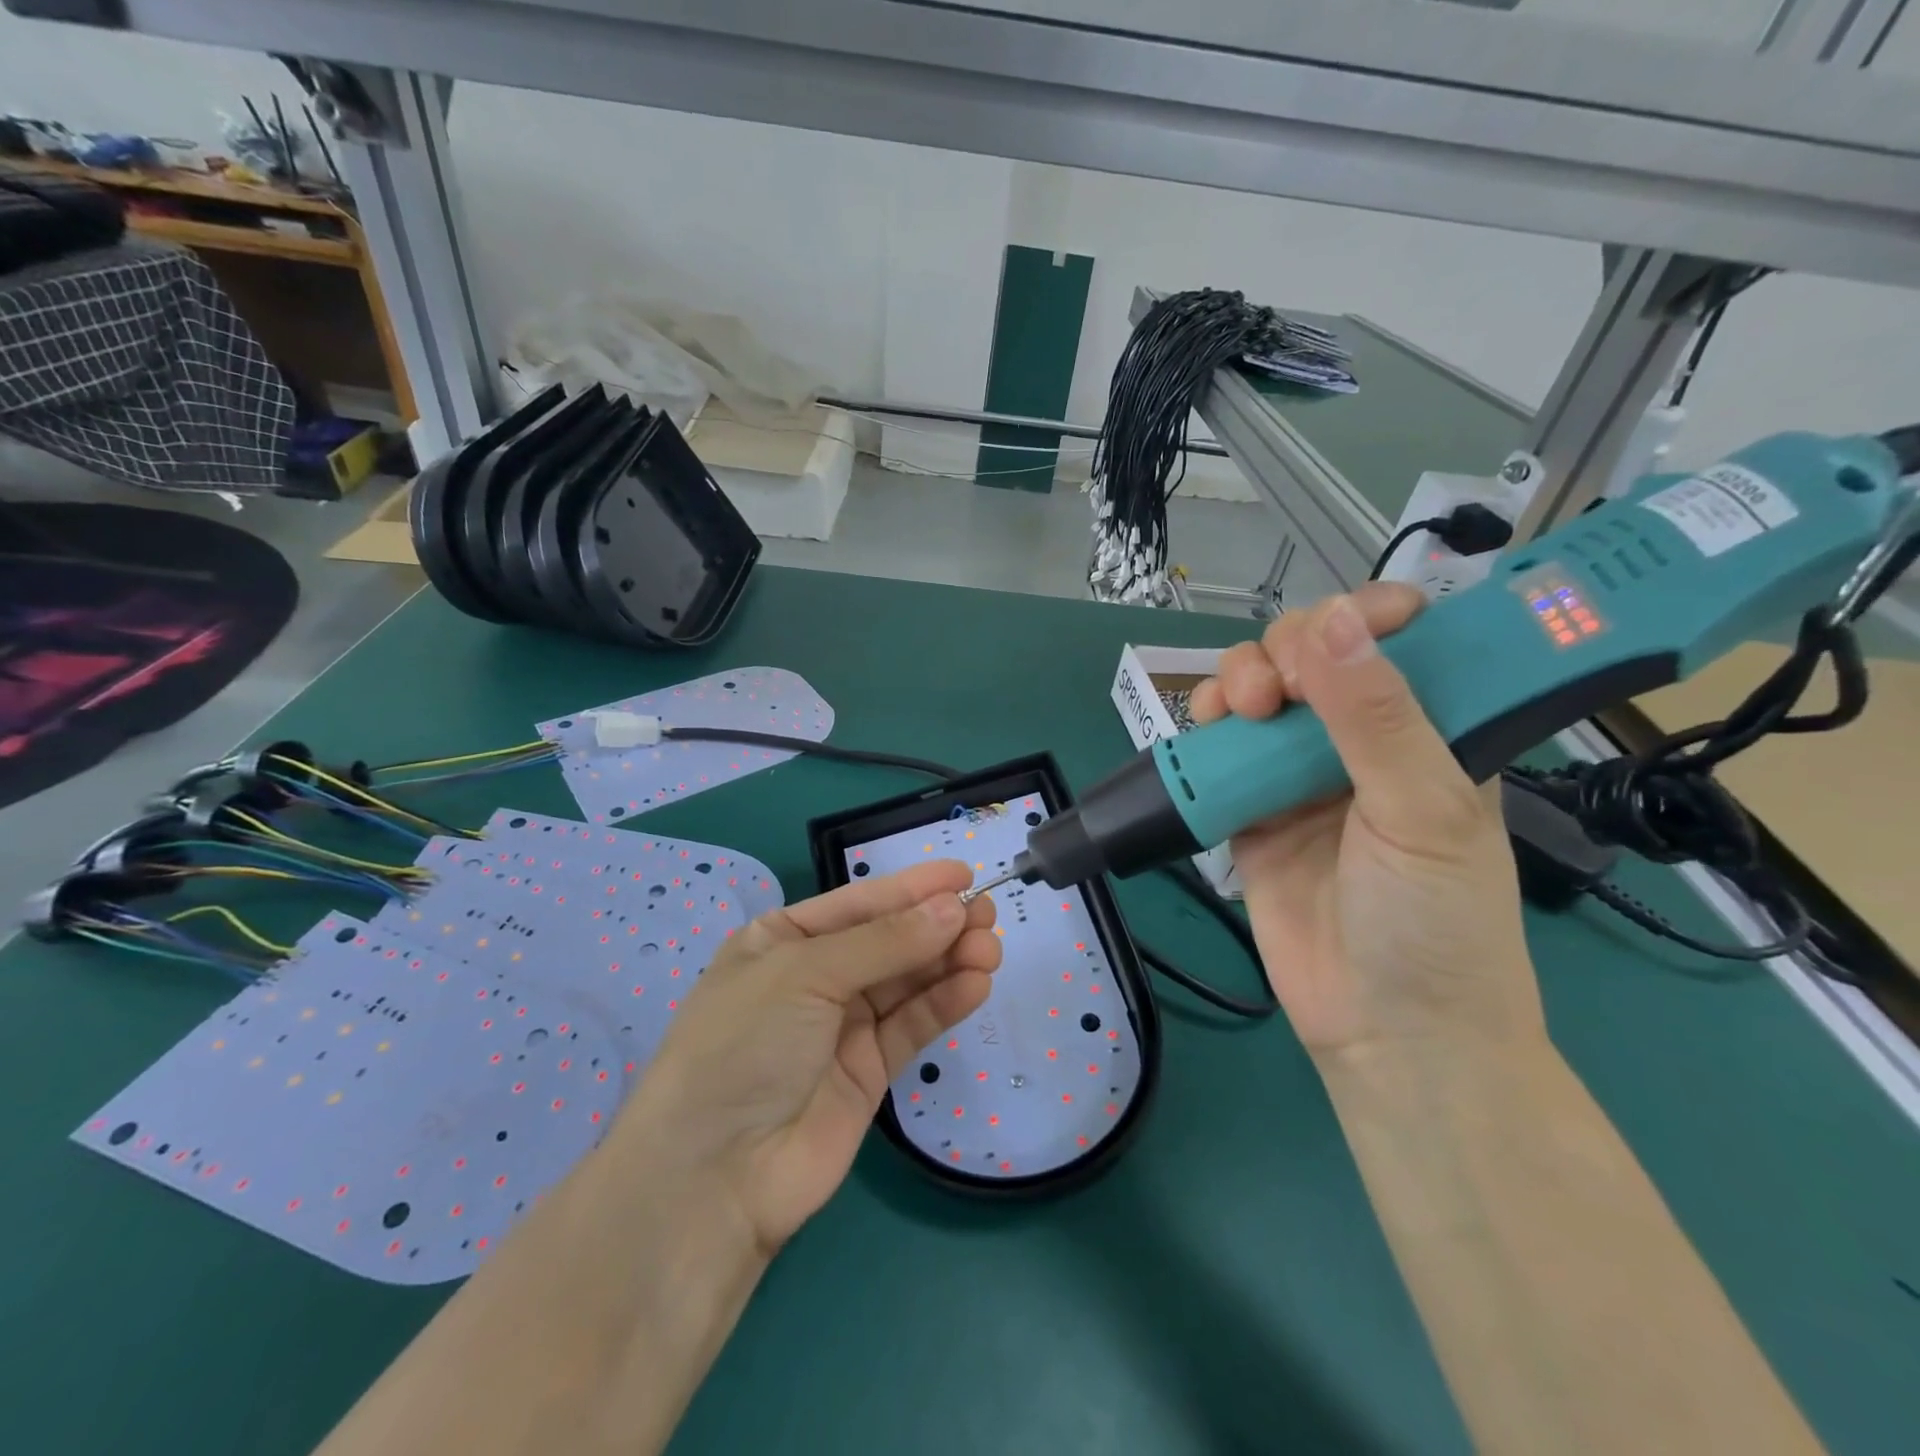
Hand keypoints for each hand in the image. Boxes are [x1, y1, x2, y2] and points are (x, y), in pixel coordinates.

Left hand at [612, 860, 1000, 1254]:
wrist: (713, 1177)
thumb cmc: (744, 1044)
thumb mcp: (805, 973)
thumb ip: (885, 942)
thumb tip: (953, 907)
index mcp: (783, 940)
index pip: (858, 902)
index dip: (911, 887)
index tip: (964, 873)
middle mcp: (814, 977)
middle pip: (889, 940)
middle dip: (937, 924)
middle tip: (987, 914)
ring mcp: (842, 1026)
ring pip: (907, 981)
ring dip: (949, 961)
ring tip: (990, 948)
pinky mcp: (869, 1071)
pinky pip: (912, 1025)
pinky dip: (944, 1003)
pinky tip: (975, 984)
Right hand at [1190, 585, 1541, 1057]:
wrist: (1385, 1031)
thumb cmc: (1435, 923)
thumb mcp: (1423, 812)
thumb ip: (1377, 717)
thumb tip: (1331, 620)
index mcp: (1432, 731)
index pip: (1398, 641)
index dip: (1363, 617)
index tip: (1330, 632)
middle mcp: (1363, 742)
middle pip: (1312, 657)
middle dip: (1285, 651)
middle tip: (1276, 693)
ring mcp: (1301, 776)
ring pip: (1262, 694)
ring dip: (1241, 681)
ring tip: (1239, 711)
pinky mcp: (1252, 810)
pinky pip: (1224, 751)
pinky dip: (1210, 730)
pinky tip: (1209, 731)